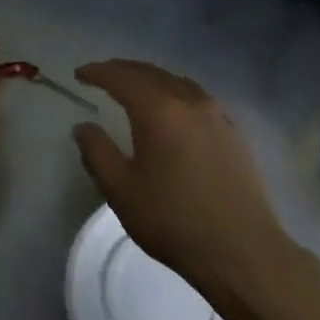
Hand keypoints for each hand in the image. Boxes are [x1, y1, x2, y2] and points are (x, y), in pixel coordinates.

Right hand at [73, 60, 294, 296]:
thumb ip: (98, 153)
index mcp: (159, 111)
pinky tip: (172, 112)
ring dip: (151, 80)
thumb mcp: (121, 190)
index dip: (98, 72)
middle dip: (124, 70)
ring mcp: (218, 116)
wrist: (240, 249)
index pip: (122, 78)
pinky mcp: (234, 133)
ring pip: (178, 83)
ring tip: (134, 89)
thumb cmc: (172, 220)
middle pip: (152, 73)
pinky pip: (197, 99)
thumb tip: (84, 127)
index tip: (79, 74)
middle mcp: (191, 102)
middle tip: (102, 76)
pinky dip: (175, 94)